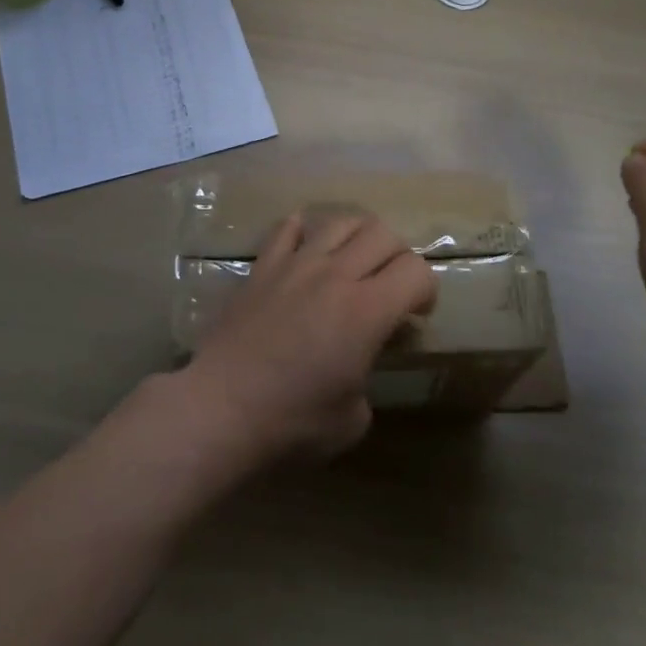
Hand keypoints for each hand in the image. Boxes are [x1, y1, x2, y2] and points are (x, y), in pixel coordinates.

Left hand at [177, 213, 436, 467]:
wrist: (219, 411)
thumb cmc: (291, 424)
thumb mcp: (353, 420)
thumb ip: (366, 380)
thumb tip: (356, 368)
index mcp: (367, 312)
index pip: (416, 270)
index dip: (426, 290)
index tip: (415, 315)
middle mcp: (336, 276)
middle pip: (383, 233)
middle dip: (398, 257)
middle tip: (389, 288)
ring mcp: (295, 265)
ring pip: (340, 221)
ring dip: (358, 237)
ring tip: (352, 263)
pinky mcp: (261, 269)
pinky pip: (287, 228)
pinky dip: (304, 231)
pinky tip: (306, 250)